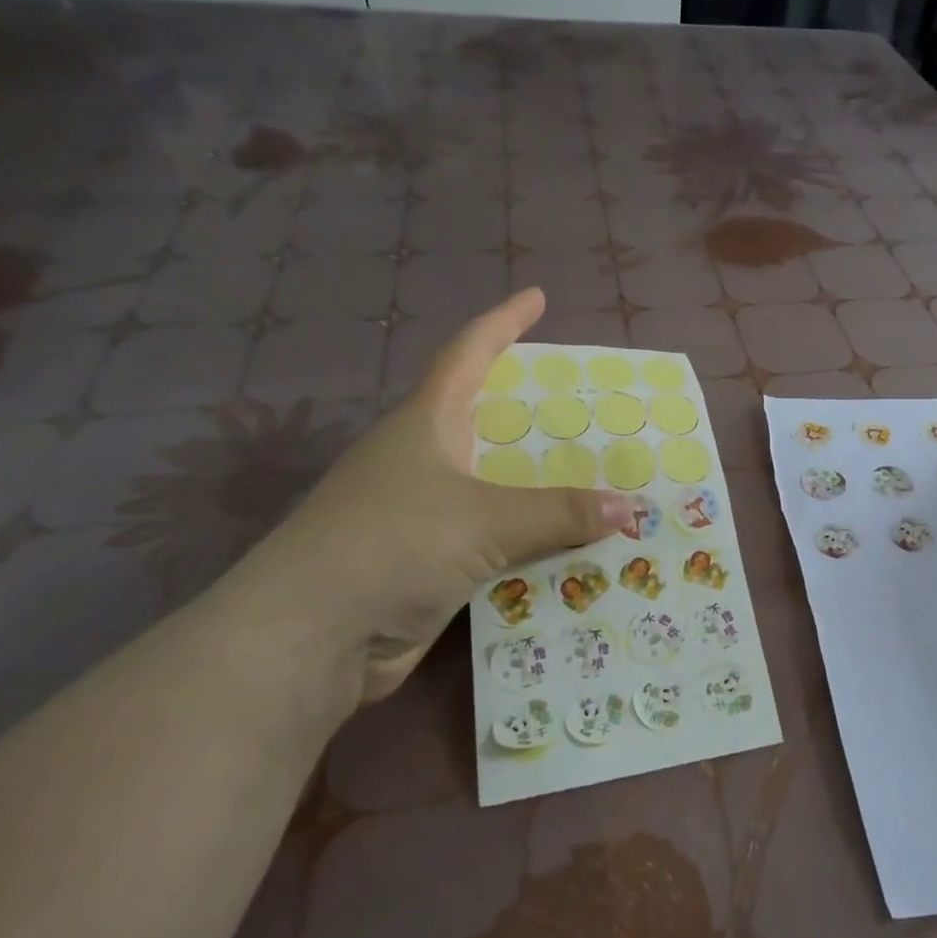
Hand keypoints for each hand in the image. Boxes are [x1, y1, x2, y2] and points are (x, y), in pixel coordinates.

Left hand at [238, 289, 632, 702]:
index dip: (503, 322)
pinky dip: (533, 543)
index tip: (536, 297)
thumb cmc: (391, 545)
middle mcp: (424, 462)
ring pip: (499, 488)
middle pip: (489, 423)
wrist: (309, 640)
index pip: (468, 354)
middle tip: (593, 409)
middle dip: (538, 415)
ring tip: (601, 480)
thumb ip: (558, 513)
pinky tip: (574, 549)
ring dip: (544, 489)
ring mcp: (424, 515)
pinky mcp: (430, 564)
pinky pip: (497, 542)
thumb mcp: (484, 519)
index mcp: (426, 425)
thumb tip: (627, 507)